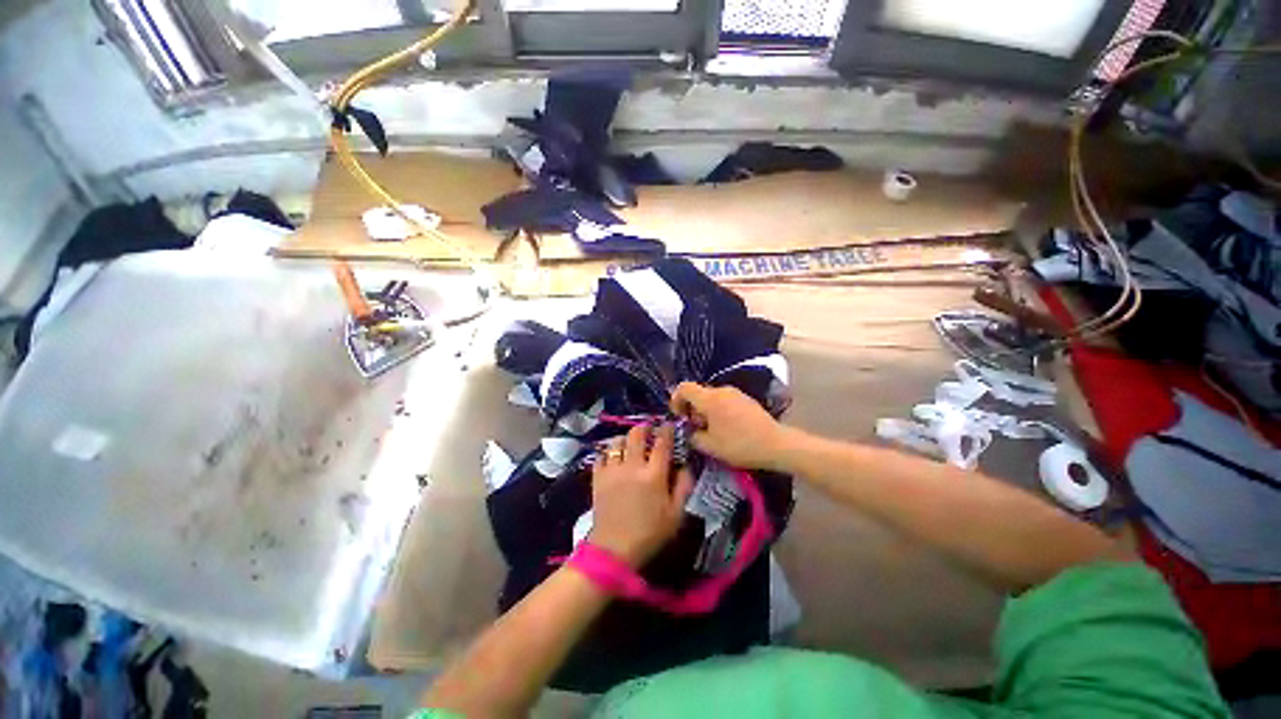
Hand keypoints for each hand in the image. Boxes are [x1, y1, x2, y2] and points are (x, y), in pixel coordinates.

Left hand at [589, 424, 693, 567]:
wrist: (614, 550)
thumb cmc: (649, 533)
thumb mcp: (676, 515)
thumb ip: (683, 487)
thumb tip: (686, 465)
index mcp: (654, 474)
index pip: (662, 443)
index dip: (667, 430)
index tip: (669, 425)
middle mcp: (633, 466)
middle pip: (637, 434)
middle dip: (644, 428)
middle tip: (648, 431)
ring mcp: (613, 470)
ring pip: (617, 441)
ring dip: (625, 439)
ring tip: (629, 444)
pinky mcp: (598, 477)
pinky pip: (601, 455)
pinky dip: (608, 452)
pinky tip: (613, 458)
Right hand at [670, 382, 792, 470]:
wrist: (776, 444)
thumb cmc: (740, 445)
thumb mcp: (710, 446)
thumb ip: (692, 436)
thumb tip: (687, 431)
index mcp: (710, 399)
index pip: (684, 388)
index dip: (676, 400)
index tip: (679, 417)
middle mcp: (721, 390)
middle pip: (698, 393)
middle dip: (692, 410)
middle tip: (696, 429)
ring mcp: (735, 393)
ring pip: (711, 398)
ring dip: (705, 412)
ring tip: (712, 432)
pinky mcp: (745, 399)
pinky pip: (724, 401)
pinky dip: (718, 411)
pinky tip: (726, 429)